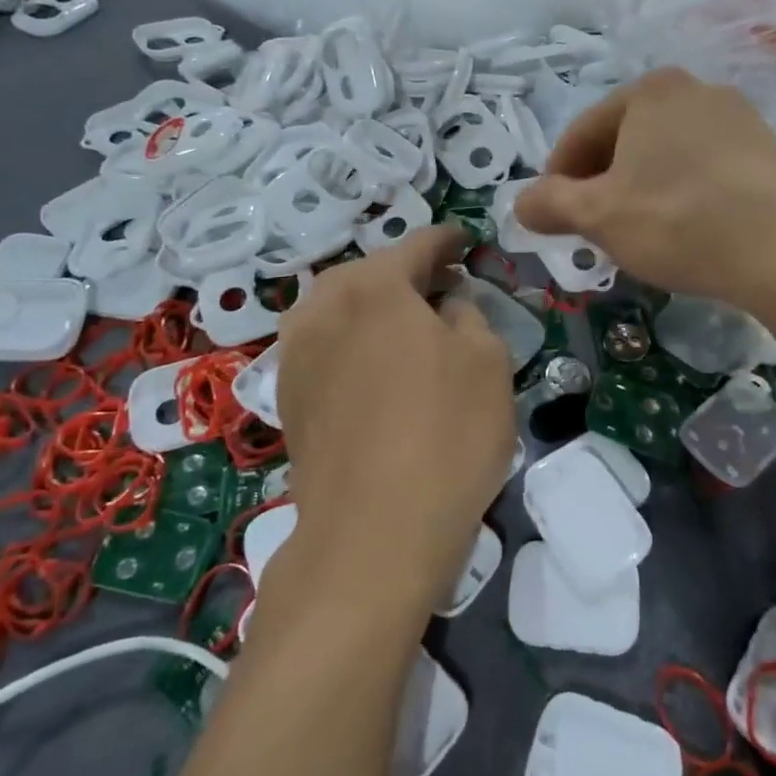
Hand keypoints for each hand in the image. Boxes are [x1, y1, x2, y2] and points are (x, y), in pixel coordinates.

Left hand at [274, 224, 513, 609]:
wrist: (372, 534)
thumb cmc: (445, 435)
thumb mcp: (487, 361)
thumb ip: (469, 314)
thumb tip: (446, 305)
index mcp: (373, 285)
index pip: (418, 245)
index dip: (448, 240)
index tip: (466, 241)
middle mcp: (323, 306)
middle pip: (372, 273)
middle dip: (409, 274)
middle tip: (445, 286)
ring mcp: (296, 352)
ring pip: (342, 308)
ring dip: (377, 308)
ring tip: (410, 327)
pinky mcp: (288, 396)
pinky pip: (327, 346)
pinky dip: (355, 341)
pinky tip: (378, 368)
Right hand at [515, 68, 775, 331]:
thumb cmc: (679, 222)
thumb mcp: (598, 217)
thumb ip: (548, 204)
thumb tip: (518, 204)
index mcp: (648, 91)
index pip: (581, 133)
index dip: (557, 178)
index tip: (552, 217)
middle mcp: (694, 89)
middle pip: (624, 141)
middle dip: (601, 185)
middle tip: (594, 230)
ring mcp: (738, 117)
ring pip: (664, 155)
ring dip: (640, 190)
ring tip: (639, 234)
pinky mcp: (768, 150)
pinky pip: (703, 168)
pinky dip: (682, 194)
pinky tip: (686, 230)